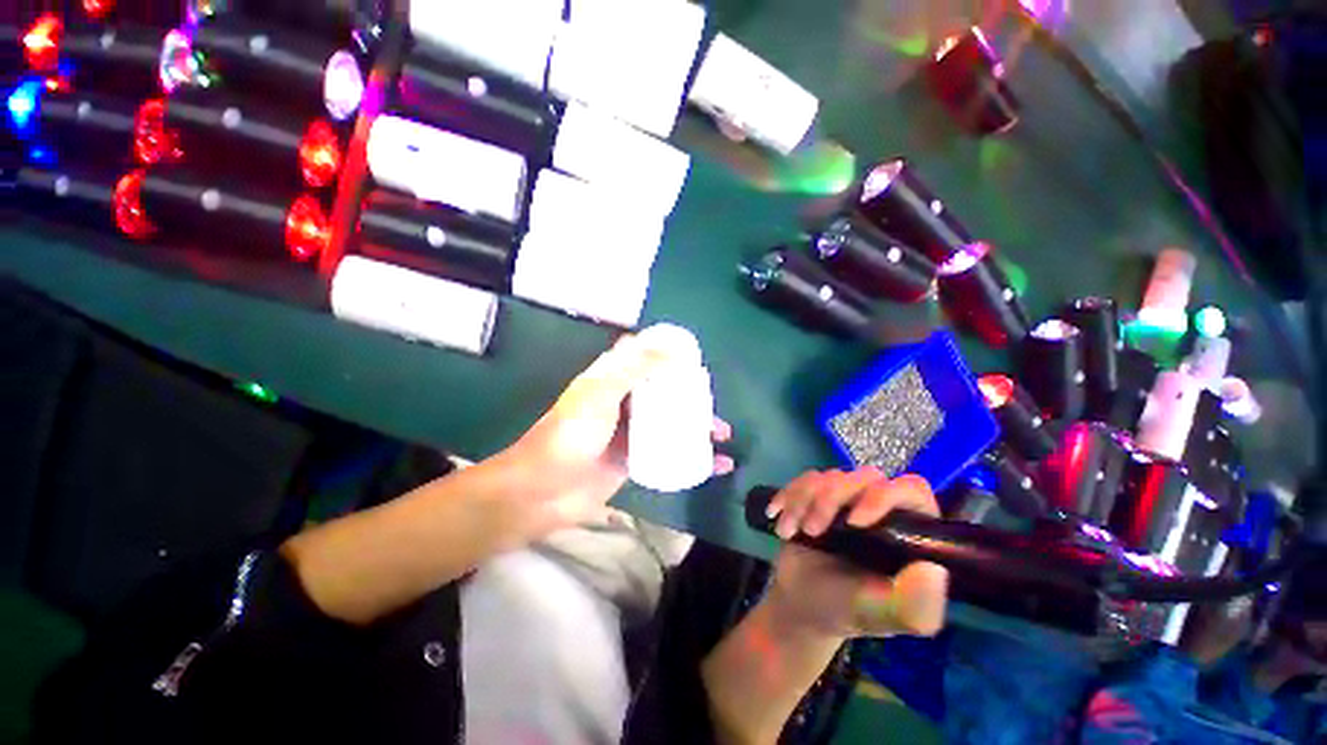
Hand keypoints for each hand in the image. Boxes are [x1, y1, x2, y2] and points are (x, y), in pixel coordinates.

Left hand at [496, 333, 733, 539]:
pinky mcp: (637, 459)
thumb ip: (633, 368)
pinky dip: (692, 456)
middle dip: (690, 393)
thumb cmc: (570, 434)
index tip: (694, 357)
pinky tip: (715, 464)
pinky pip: (669, 452)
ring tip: (722, 433)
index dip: (666, 353)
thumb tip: (673, 348)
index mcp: (612, 379)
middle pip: (662, 390)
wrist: (544, 491)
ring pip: (669, 420)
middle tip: (713, 400)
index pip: (642, 357)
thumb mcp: (600, 393)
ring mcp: (631, 432)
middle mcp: (624, 401)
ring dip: (695, 425)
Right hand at [762, 469, 947, 640]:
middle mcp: (881, 509)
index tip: (855, 522)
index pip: (910, 490)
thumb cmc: (846, 610)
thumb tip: (934, 569)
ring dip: (803, 500)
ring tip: (789, 532)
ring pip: (830, 476)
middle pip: (863, 477)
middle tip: (812, 531)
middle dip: (831, 500)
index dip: (884, 496)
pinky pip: (804, 479)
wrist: (802, 604)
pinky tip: (776, 517)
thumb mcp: (881, 616)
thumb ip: (914, 605)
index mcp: (909, 532)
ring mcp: (847, 500)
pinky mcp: (818, 496)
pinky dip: (787, 496)